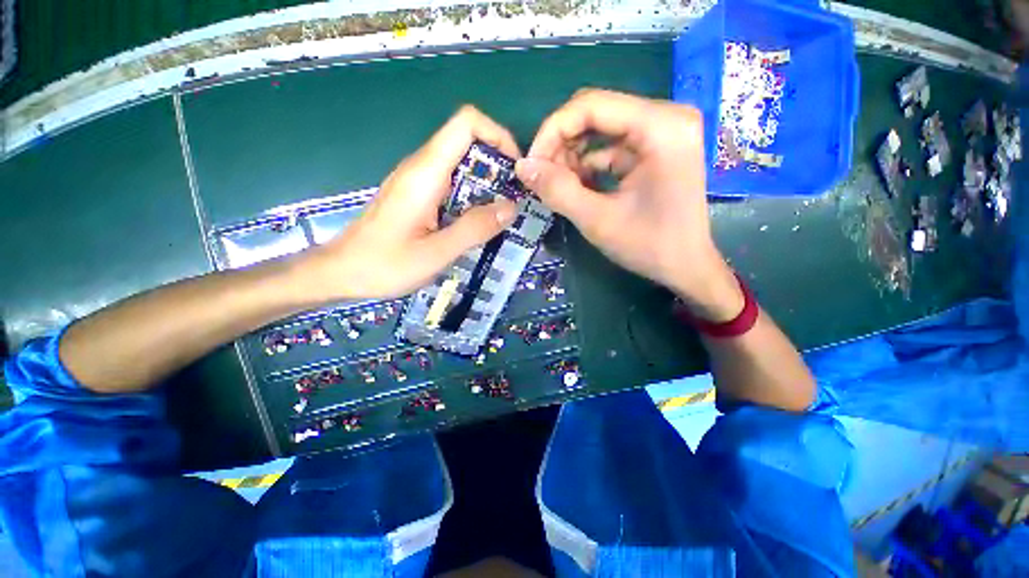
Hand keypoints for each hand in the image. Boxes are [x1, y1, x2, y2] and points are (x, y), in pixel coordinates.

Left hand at [302, 106, 518, 300]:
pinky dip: (472, 195)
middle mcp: (421, 167)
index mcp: (425, 173)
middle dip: (497, 165)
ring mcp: (417, 180)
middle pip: (467, 141)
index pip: (466, 123)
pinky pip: (451, 182)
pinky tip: (477, 222)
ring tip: (501, 214)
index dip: (497, 135)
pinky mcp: (416, 194)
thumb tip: (511, 207)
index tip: (515, 169)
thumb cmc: (384, 265)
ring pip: (461, 163)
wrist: (341, 272)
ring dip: (486, 183)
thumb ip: (474, 229)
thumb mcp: (436, 253)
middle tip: (513, 200)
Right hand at [516, 89, 741, 321]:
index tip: (531, 165)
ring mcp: (662, 131)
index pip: (591, 105)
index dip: (552, 131)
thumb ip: (558, 191)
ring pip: (600, 129)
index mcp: (661, 127)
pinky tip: (577, 187)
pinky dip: (588, 165)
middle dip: (561, 145)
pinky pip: (610, 145)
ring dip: (572, 156)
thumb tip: (522, 167)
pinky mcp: (655, 148)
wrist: (685, 266)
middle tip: (542, 178)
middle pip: (595, 113)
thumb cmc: (649, 246)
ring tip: (558, 186)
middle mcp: (666, 117)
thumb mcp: (597, 221)